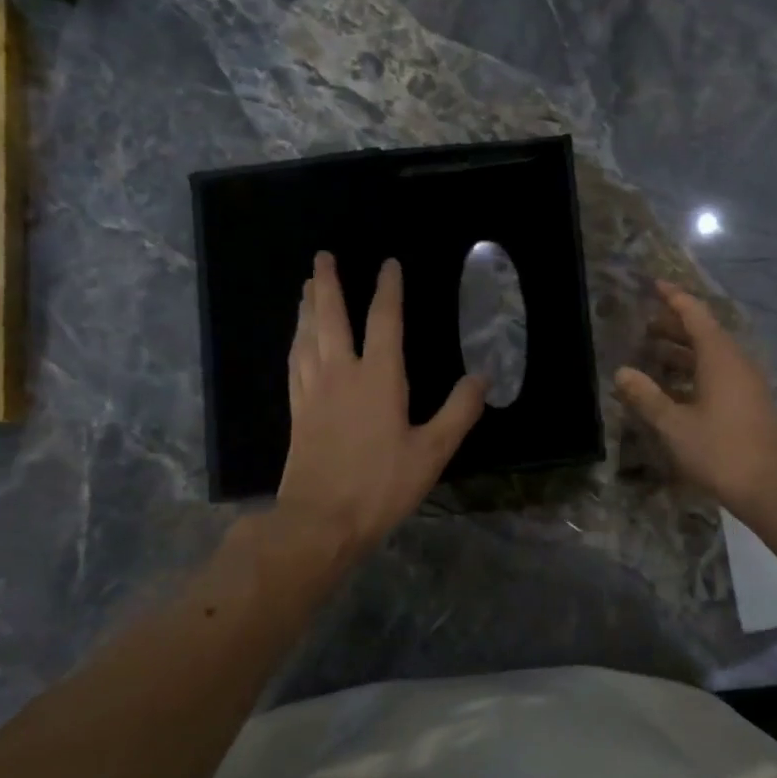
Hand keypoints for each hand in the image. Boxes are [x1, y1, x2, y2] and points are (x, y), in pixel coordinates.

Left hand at [278, 252, 487, 557]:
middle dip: (327, 284)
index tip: (389, 264)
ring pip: (306, 336)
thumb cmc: (381, 485)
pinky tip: (297, 341)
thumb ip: (458, 412)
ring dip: (307, 308)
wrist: (320, 520)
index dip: (388, 289)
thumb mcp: (432, 452)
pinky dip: (296, 342)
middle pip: (330, 317)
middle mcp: (340, 374)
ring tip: (306, 288)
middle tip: (322, 257)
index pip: (384, 320)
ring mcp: (313, 391)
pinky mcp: (298, 412)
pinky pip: (295, 364)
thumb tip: (481, 377)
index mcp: (378, 378)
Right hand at [615, 280, 776, 522]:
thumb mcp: (674, 425)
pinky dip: (696, 371)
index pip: (695, 314)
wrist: (775, 488)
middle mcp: (736, 362)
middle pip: (704, 332)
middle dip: (675, 325)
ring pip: (712, 355)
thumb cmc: (721, 451)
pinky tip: (677, 388)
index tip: (655, 285)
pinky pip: (720, 374)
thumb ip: (647, 397)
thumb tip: (621, 372)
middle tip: (645, 325)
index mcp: (719, 357)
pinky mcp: (751, 403)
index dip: (674, 298)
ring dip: (684, 350)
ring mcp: (747, 384)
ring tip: (654, 353)